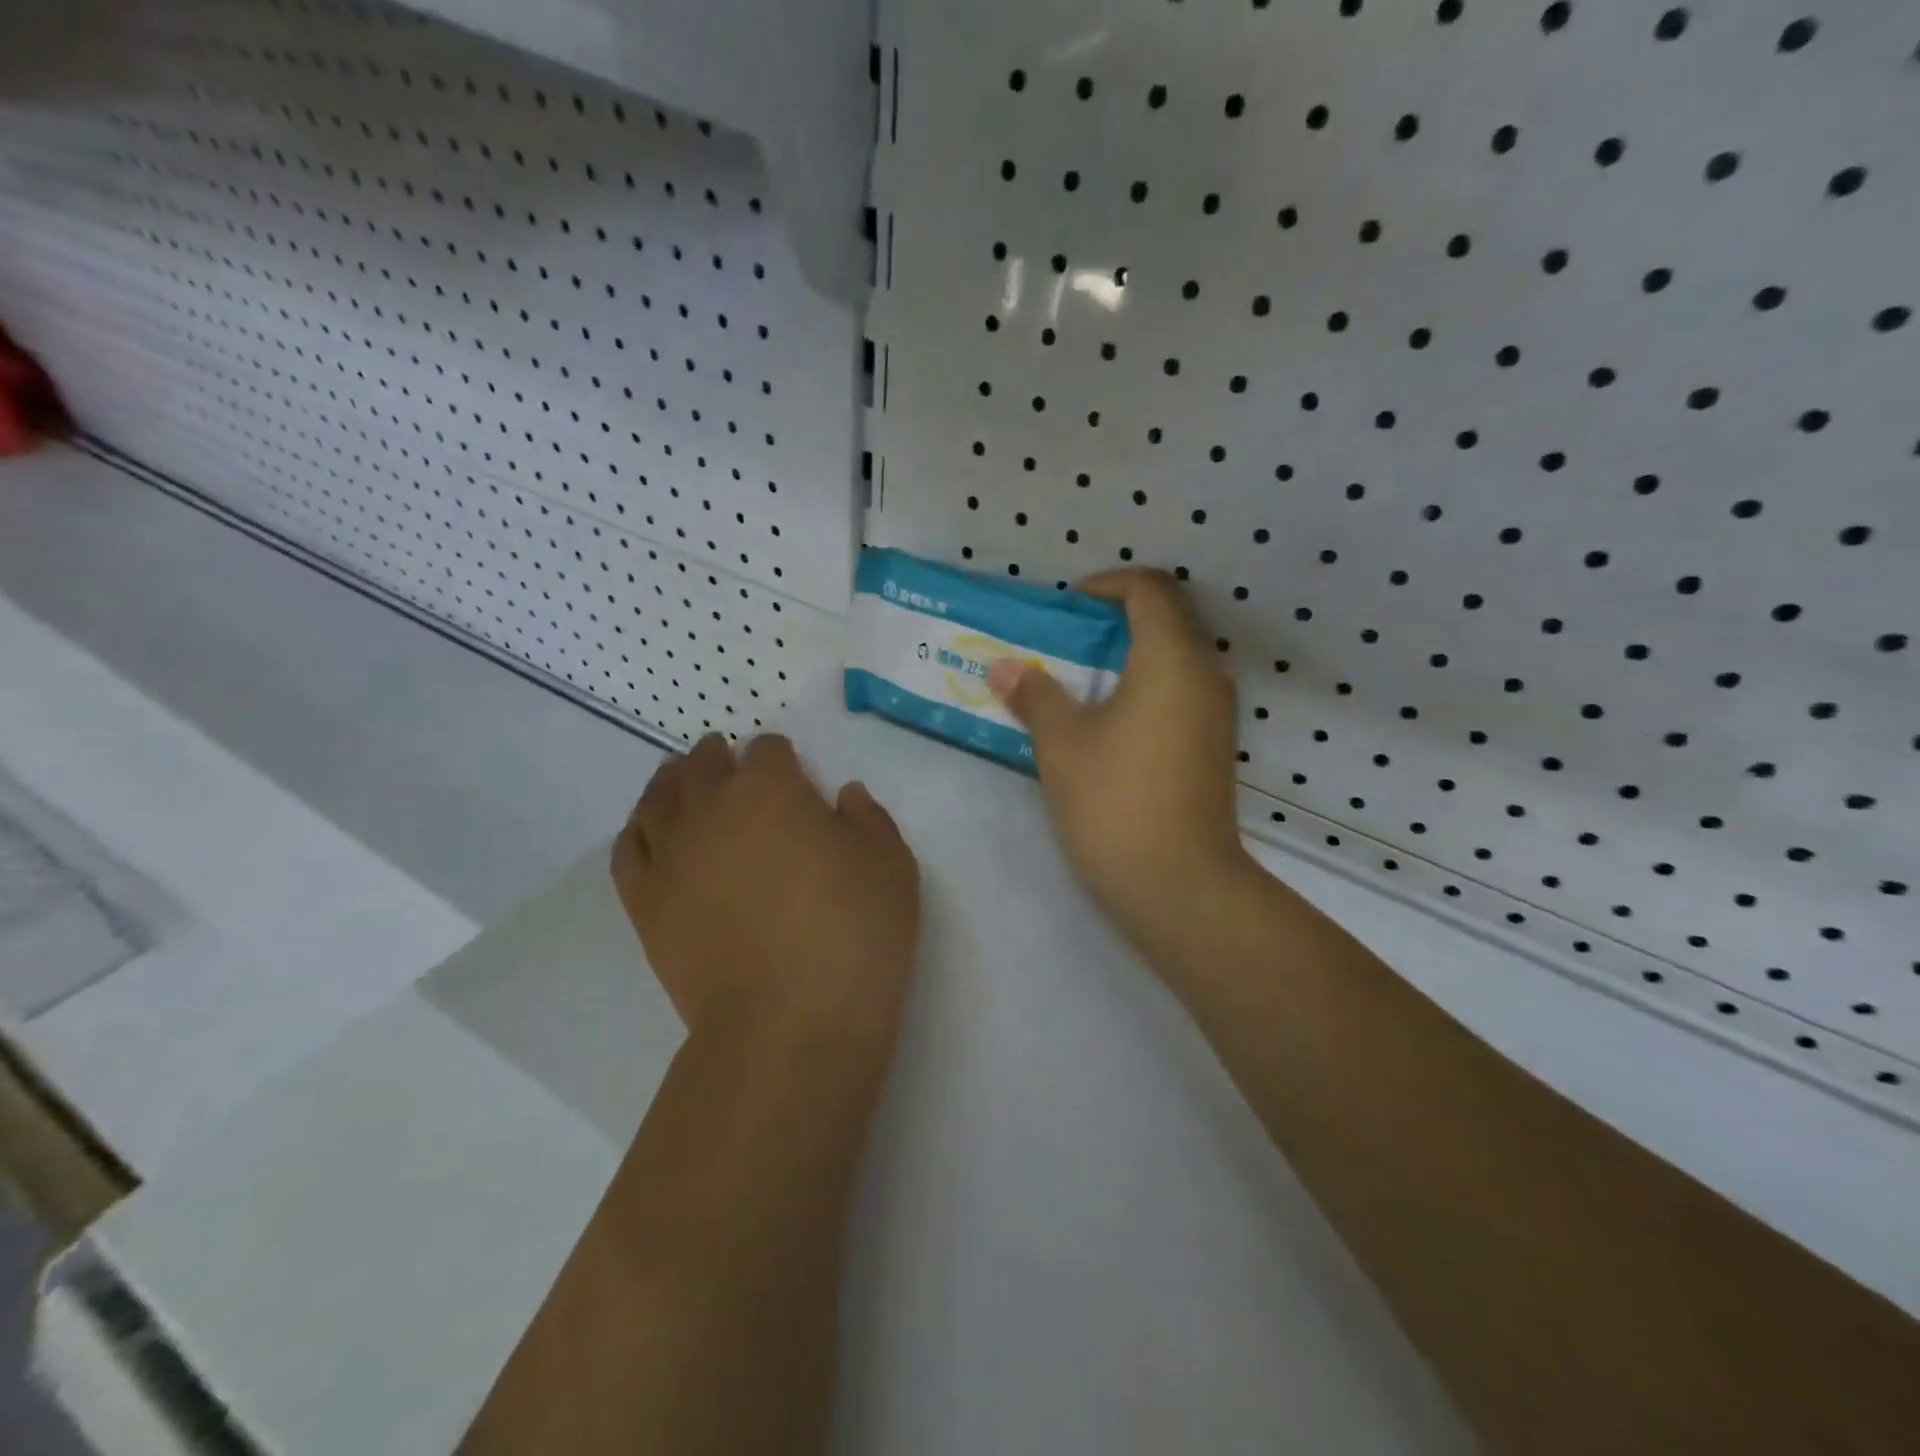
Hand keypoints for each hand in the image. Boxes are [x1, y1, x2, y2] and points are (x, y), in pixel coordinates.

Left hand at [611, 734, 920, 1054]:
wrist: (789, 1023)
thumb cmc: (854, 934)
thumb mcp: (891, 865)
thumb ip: (868, 818)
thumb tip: (844, 795)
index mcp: (769, 788)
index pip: (767, 750)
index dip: (782, 757)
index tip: (794, 773)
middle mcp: (710, 807)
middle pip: (703, 763)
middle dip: (719, 757)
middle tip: (730, 763)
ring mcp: (670, 855)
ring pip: (658, 797)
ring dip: (673, 780)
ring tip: (682, 779)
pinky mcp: (645, 902)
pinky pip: (628, 848)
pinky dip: (638, 828)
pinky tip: (648, 829)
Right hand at [987, 569, 1251, 953]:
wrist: (1179, 885)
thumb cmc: (1115, 801)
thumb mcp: (1062, 743)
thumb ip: (1034, 695)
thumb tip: (1003, 668)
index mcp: (1172, 658)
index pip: (1150, 589)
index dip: (1107, 585)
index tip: (1067, 607)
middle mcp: (1205, 674)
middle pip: (1166, 619)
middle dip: (1114, 619)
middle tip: (1065, 641)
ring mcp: (1216, 714)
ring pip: (1174, 658)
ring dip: (1128, 656)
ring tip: (1078, 680)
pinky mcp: (1213, 747)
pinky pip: (1179, 692)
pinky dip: (1144, 687)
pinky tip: (1106, 720)